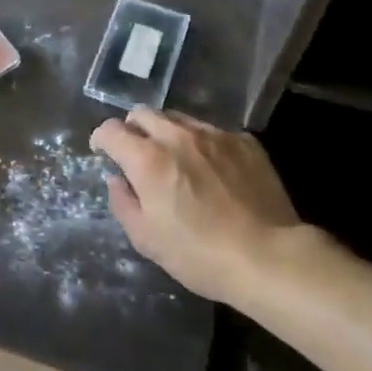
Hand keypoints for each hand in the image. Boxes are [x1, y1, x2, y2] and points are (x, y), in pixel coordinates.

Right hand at [91, 108, 306, 305]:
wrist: (270, 257)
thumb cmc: (200, 255)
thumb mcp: (146, 240)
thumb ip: (122, 203)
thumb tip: (116, 180)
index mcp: (147, 159)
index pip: (111, 130)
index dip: (101, 139)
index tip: (103, 153)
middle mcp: (177, 136)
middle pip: (142, 113)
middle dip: (132, 129)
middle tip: (137, 153)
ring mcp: (214, 135)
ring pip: (178, 118)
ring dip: (166, 132)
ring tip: (175, 158)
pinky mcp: (244, 142)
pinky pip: (212, 132)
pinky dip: (202, 144)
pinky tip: (212, 169)